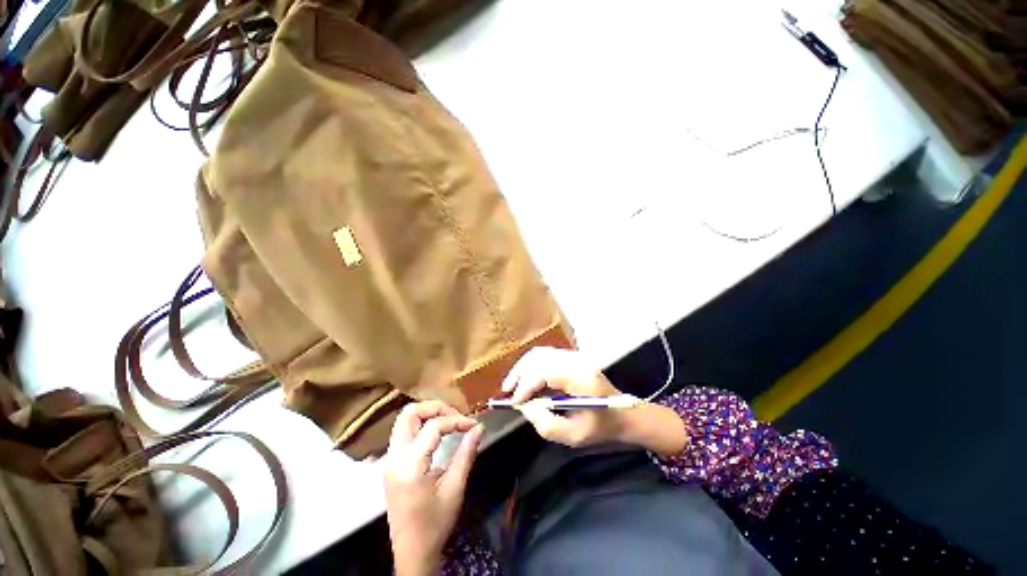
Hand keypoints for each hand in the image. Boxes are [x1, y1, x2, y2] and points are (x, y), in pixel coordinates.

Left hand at [382, 401, 483, 575]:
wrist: (411, 552)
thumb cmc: (434, 523)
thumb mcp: (454, 488)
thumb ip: (466, 453)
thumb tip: (478, 427)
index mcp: (410, 465)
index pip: (433, 426)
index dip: (456, 420)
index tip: (473, 425)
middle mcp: (394, 457)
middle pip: (409, 413)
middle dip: (435, 407)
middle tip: (456, 416)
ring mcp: (389, 460)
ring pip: (404, 420)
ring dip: (427, 414)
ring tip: (449, 421)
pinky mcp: (390, 464)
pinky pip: (403, 432)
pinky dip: (421, 424)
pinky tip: (437, 432)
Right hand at [501, 347, 626, 447]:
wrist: (624, 413)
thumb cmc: (602, 427)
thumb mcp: (575, 436)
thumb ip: (547, 425)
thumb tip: (525, 407)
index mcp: (580, 377)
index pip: (544, 372)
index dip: (525, 385)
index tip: (513, 401)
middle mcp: (576, 360)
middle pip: (539, 358)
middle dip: (519, 374)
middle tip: (507, 392)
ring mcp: (574, 356)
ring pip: (540, 354)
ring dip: (523, 368)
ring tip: (512, 385)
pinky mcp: (571, 357)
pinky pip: (545, 355)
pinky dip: (531, 365)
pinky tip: (525, 378)